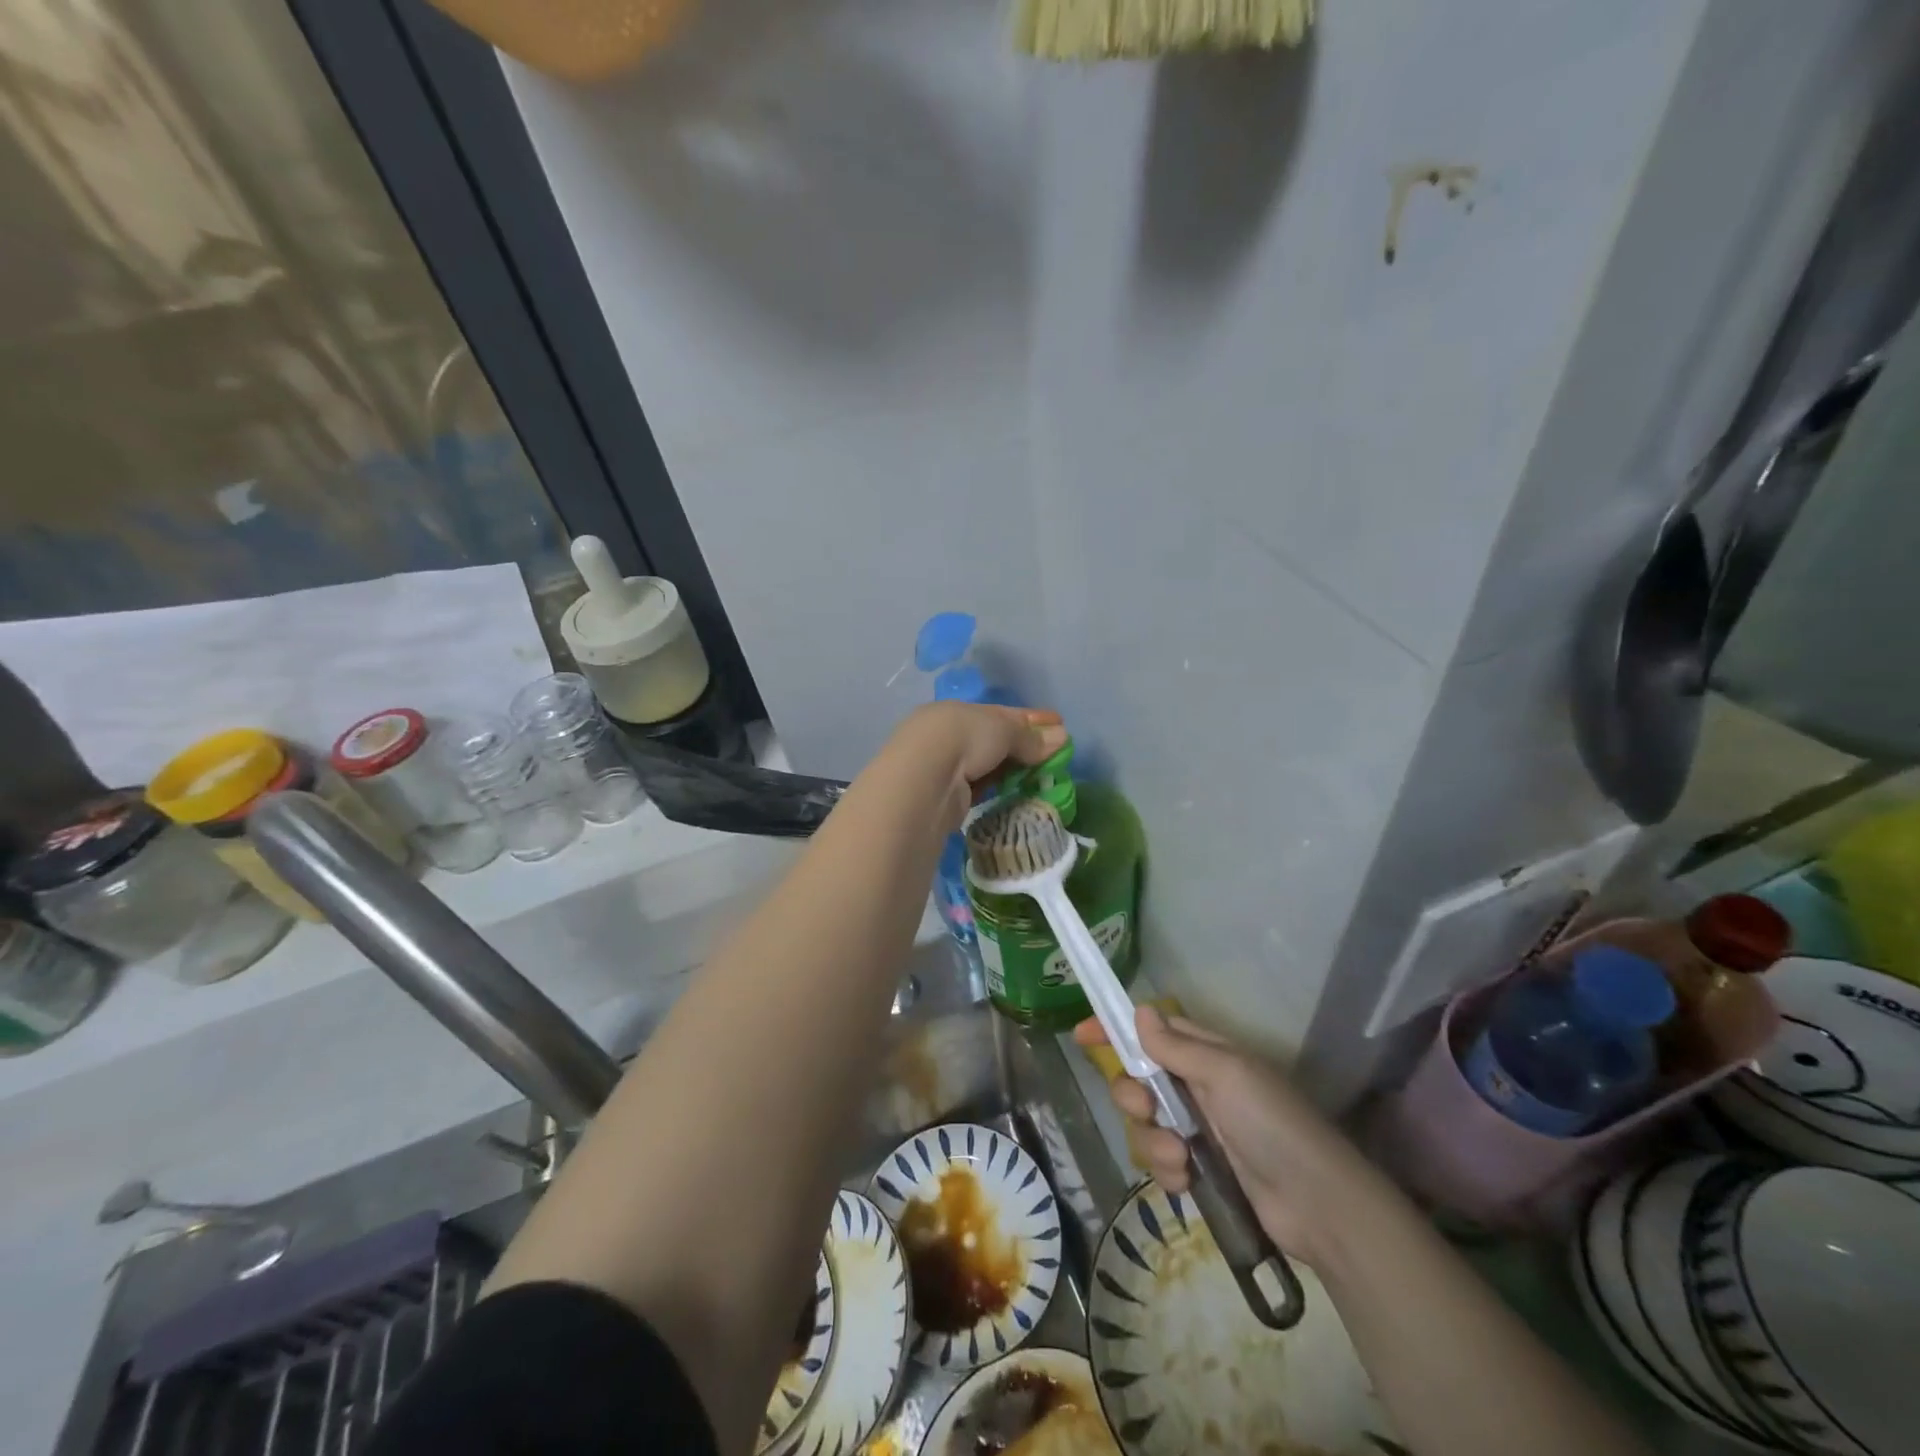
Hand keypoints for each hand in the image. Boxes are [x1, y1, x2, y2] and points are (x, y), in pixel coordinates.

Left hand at [886, 703, 1066, 826]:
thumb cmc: (963, 739)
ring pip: (986, 765)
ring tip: (1041, 778)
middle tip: (1055, 756)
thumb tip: (1061, 738)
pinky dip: (997, 788)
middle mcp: (946, 735)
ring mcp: (942, 767)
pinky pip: (979, 788)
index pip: (1000, 713)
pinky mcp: (944, 796)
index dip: (1032, 719)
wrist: (924, 779)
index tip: (1059, 724)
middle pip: (993, 739)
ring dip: (1012, 769)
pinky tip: (1015, 793)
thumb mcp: (1003, 729)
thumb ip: (1030, 737)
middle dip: (1024, 746)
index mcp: (956, 711)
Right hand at [1076, 1007, 1389, 1266]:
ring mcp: (1198, 1131)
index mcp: (1207, 1054)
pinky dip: (1167, 1172)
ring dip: (1152, 1140)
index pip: (1152, 1032)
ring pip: (1144, 1125)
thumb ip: (1177, 1046)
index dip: (1116, 1031)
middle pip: (1138, 1080)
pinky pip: (1160, 1163)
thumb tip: (1140, 1009)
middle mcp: (1198, 1087)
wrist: (1318, 1206)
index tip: (1082, 1035)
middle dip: (1133, 1095)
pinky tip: (1187, 1181)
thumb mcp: (1225, 1074)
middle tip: (1146, 1108)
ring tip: (1180, 1157)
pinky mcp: (1199, 1172)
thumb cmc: (1272, 1123)